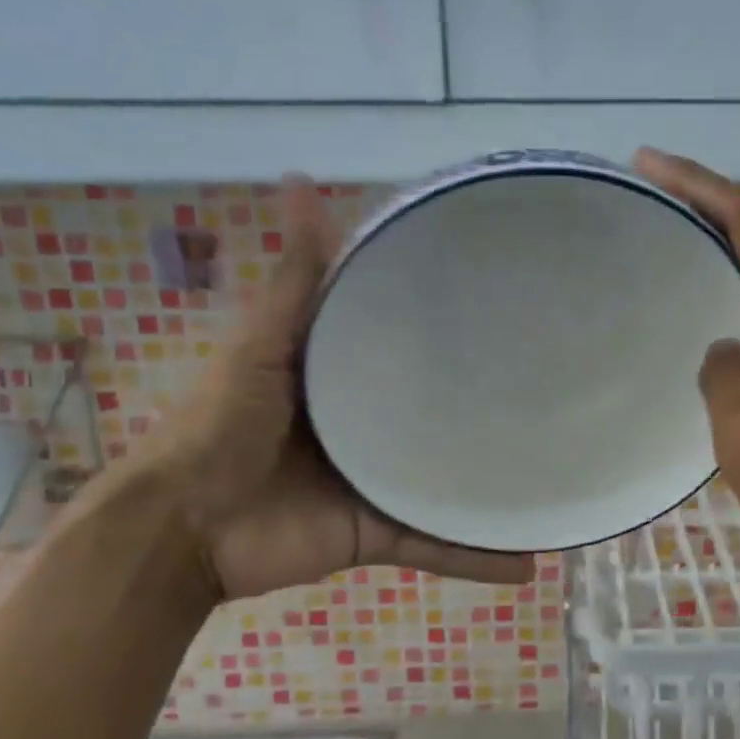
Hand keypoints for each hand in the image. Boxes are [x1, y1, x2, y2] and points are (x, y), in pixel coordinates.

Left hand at [139, 179, 535, 600]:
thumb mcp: (262, 345)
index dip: (449, 322)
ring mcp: (377, 483)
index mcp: (342, 378)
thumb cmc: (217, 428)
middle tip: (554, 386)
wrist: (181, 531)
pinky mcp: (378, 535)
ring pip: (448, 482)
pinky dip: (477, 556)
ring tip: (558, 475)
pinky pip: (437, 545)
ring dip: (494, 486)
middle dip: (485, 406)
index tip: (507, 301)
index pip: (405, 343)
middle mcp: (366, 426)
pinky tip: (529, 559)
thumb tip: (300, 179)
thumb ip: (295, 280)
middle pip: (436, 414)